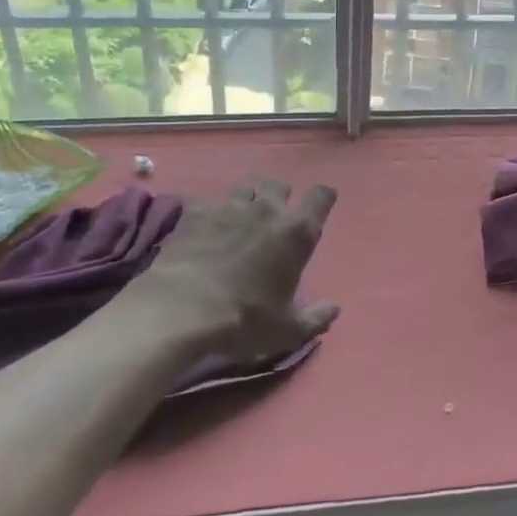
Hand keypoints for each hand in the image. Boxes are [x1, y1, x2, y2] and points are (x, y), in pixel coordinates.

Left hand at [134, 180, 339, 362]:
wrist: (183, 310)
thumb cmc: (246, 319)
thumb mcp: (288, 330)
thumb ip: (316, 318)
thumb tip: (334, 310)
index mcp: (296, 232)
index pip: (320, 197)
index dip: (323, 197)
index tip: (320, 205)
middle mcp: (266, 210)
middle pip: (279, 185)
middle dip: (280, 197)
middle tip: (274, 217)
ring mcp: (229, 208)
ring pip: (245, 188)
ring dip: (247, 199)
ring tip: (240, 218)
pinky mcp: (196, 214)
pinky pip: (208, 202)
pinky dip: (210, 212)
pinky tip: (205, 228)